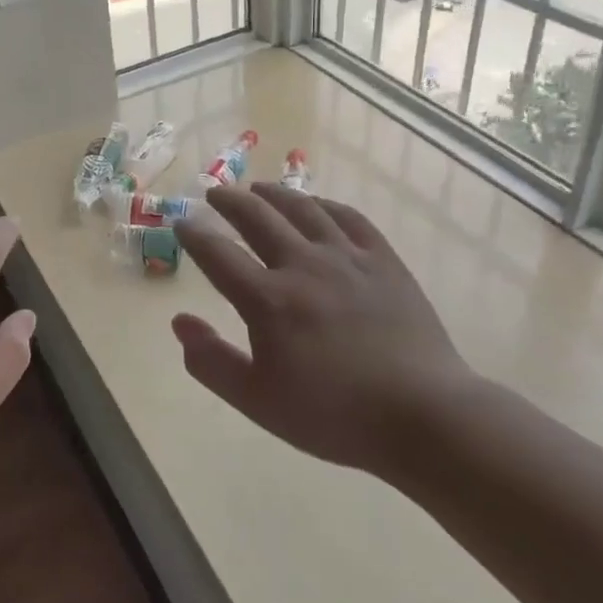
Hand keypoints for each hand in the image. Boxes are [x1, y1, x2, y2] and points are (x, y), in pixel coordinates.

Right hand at [171, 184, 477, 471]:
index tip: (182, 223)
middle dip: (230, 201)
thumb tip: (179, 322)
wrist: (422, 415)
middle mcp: (303, 265)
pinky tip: (316, 205)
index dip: (195, 235)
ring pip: (303, 208)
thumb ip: (211, 362)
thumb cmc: (334, 415)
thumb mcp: (257, 401)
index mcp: (268, 300)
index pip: (218, 255)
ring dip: (274, 193)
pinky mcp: (383, 259)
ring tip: (259, 187)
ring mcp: (347, 257)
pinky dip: (324, 205)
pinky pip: (348, 217)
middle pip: (257, 217)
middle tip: (216, 193)